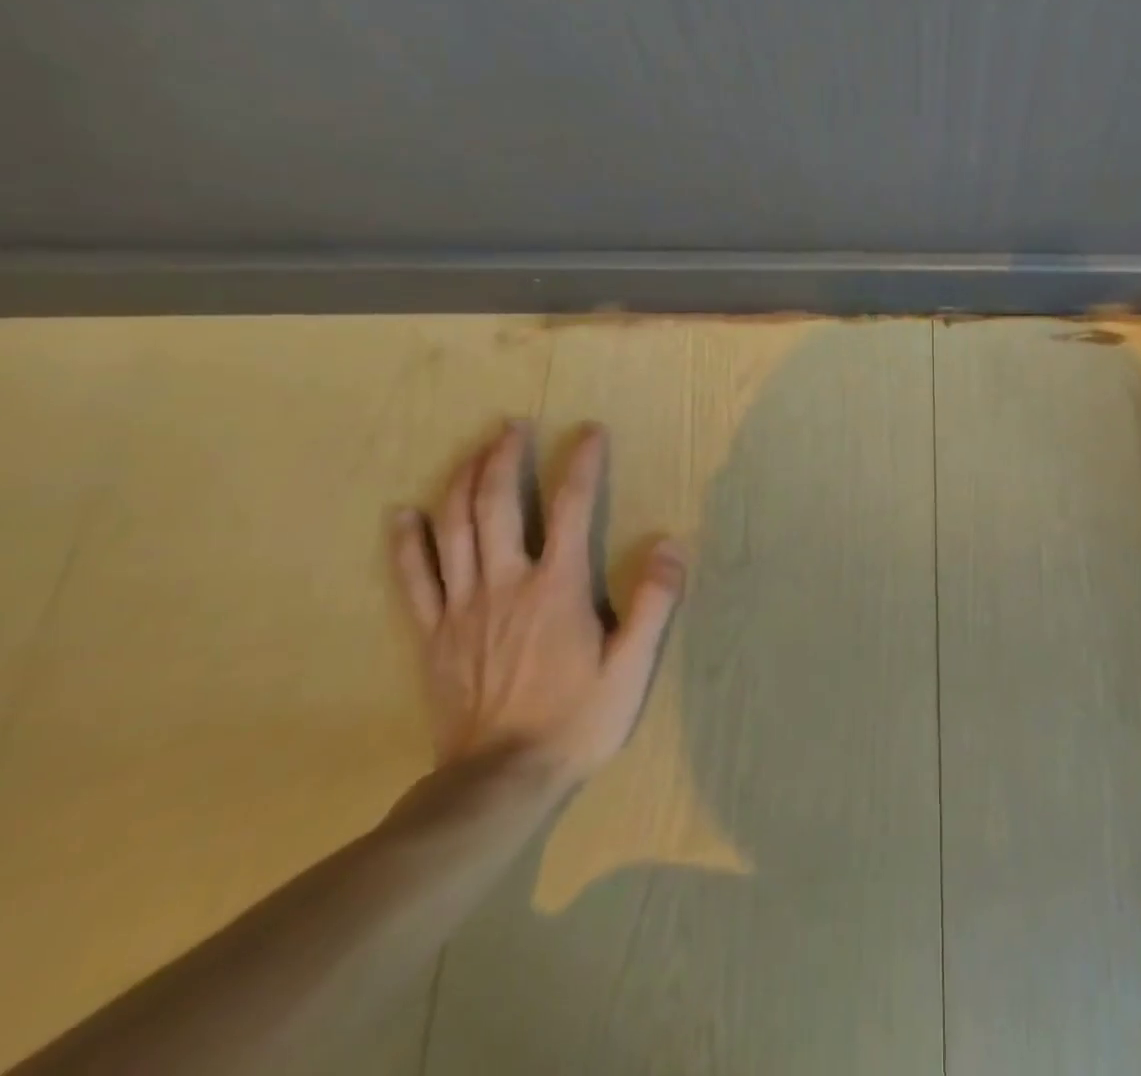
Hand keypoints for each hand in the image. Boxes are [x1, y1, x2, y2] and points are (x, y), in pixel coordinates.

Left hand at [390, 421, 683, 782]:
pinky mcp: (433, 634)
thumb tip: (670, 544)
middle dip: (504, 457)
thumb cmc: (575, 720)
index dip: (581, 463)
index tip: (589, 431)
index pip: (570, 507)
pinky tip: (402, 513)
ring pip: (453, 528)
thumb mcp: (632, 666)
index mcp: (556, 587)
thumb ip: (654, 602)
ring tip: (474, 450)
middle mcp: (505, 584)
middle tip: (513, 425)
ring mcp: (462, 607)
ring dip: (461, 481)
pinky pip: (412, 578)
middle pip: (496, 504)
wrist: (498, 784)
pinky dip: (406, 541)